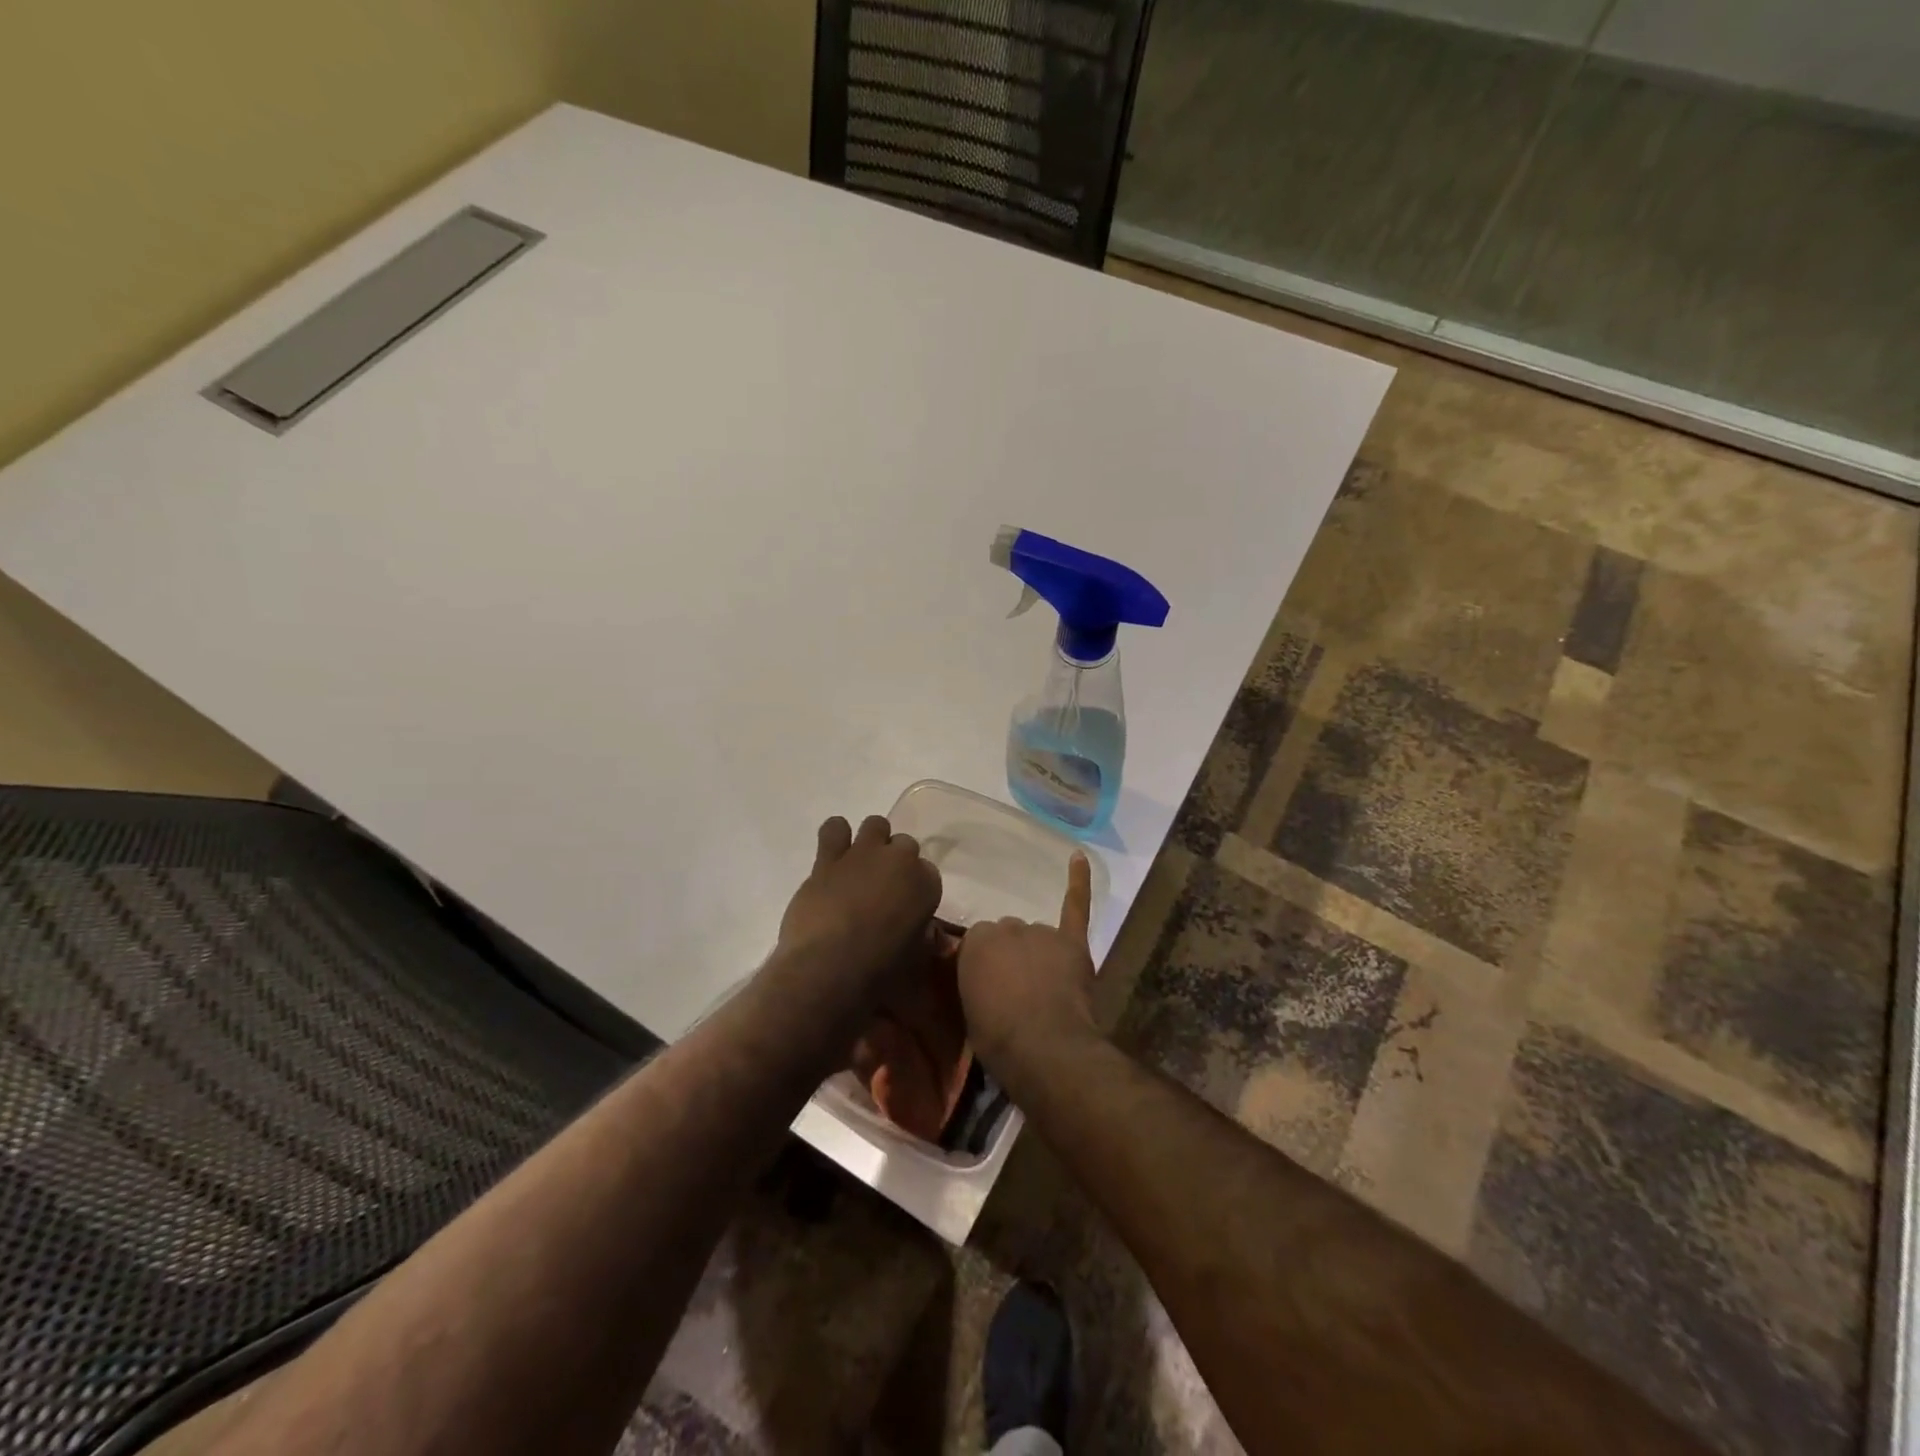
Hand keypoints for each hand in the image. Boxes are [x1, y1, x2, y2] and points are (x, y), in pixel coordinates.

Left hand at [777, 815, 941, 986]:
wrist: (830, 969)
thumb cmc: (880, 974)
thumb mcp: (916, 962)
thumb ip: (922, 939)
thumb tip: (920, 936)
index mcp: (926, 884)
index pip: (929, 872)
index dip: (915, 888)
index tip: (906, 906)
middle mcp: (899, 860)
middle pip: (904, 844)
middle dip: (895, 862)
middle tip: (882, 888)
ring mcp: (862, 854)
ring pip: (875, 825)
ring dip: (872, 841)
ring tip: (860, 866)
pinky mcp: (828, 858)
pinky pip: (834, 828)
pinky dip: (836, 837)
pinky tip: (834, 855)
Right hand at [956, 852, 1098, 1081]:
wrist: (1045, 1048)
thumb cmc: (998, 1038)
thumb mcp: (968, 1010)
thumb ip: (974, 979)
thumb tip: (981, 976)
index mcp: (976, 941)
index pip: (977, 942)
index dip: (986, 965)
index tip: (989, 985)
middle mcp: (1007, 928)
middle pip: (1009, 935)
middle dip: (1012, 956)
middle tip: (1015, 987)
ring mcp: (1042, 933)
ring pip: (1037, 934)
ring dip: (1038, 951)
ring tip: (1043, 985)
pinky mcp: (1073, 942)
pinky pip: (1076, 906)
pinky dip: (1079, 882)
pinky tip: (1078, 857)